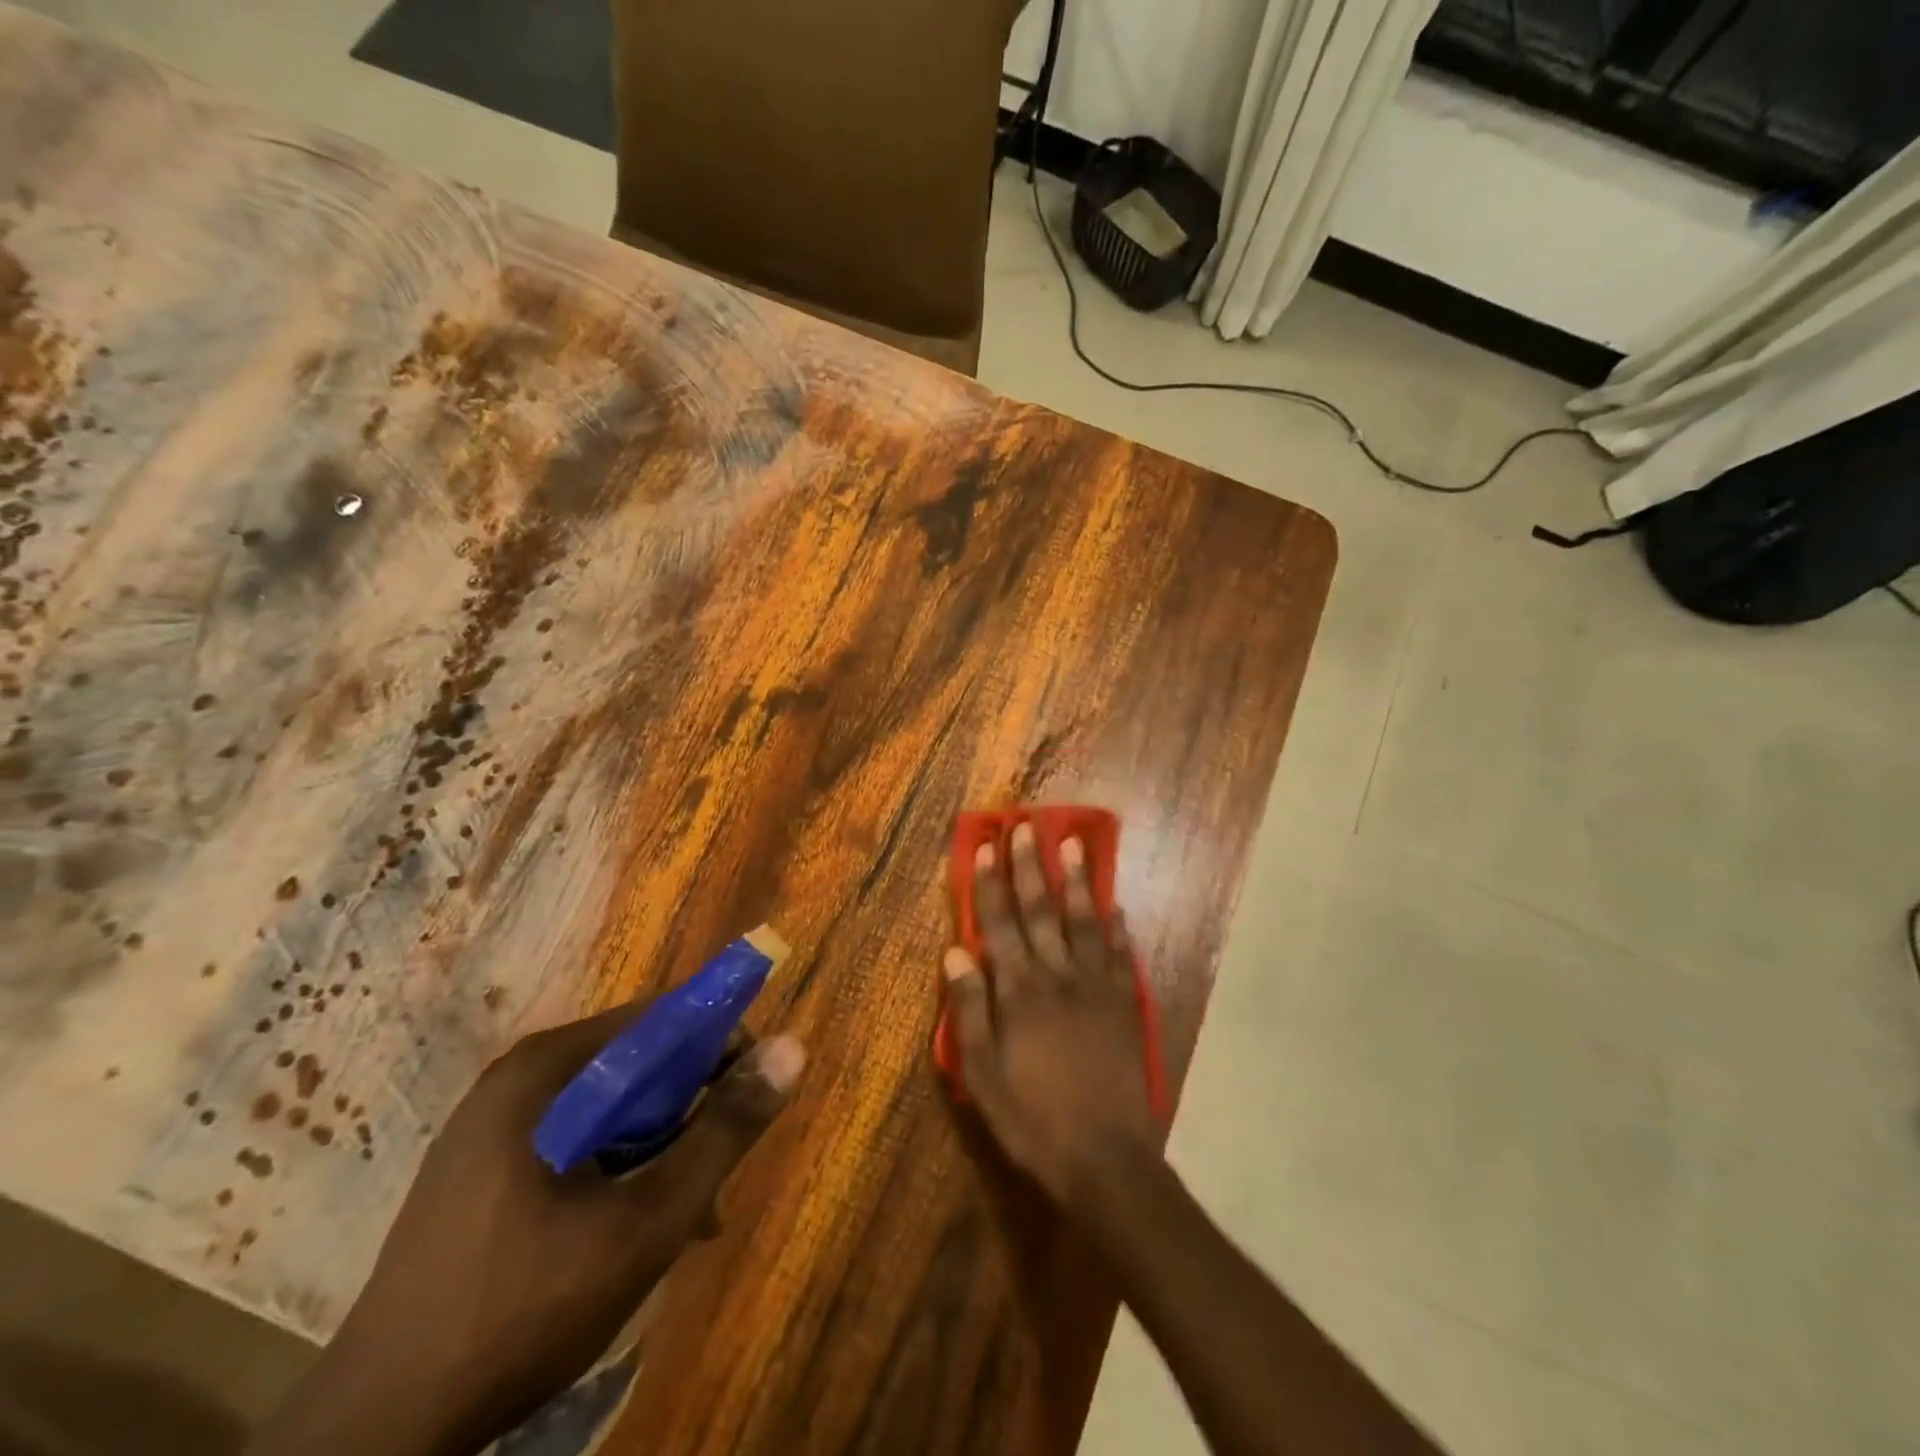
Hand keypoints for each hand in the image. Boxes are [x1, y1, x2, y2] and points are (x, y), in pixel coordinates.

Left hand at [252, 1003, 804, 1455]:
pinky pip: (576, 1140)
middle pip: (637, 1063)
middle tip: (717, 1175)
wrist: (378, 1433)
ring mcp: (492, 1125)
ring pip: (610, 1107)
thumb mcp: (648, 1219)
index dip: (721, 1045)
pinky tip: (634, 1228)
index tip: (754, 1095)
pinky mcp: (482, 1169)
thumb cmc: (525, 1308)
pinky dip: (619, 1167)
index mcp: (547, 1068)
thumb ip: (724, 1130)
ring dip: (661, 1147)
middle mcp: (518, 1078)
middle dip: (691, 1111)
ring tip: (689, 1216)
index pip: (662, 1018)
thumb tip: (793, 1047)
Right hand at [942, 823, 1160, 1207]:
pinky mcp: (1124, 1003)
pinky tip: (1115, 903)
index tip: (990, 846)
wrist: (1104, 1158)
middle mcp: (1057, 976)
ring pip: (1083, 920)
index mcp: (1019, 991)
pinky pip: (1120, 953)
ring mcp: (1097, 986)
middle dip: (1031, 866)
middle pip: (1041, 910)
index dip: (993, 883)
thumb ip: (968, 1010)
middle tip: (1027, 826)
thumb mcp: (982, 1075)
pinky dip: (1116, 925)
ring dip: (1076, 880)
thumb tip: (956, 952)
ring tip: (1072, 843)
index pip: (1000, 924)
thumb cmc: (1032, 1118)